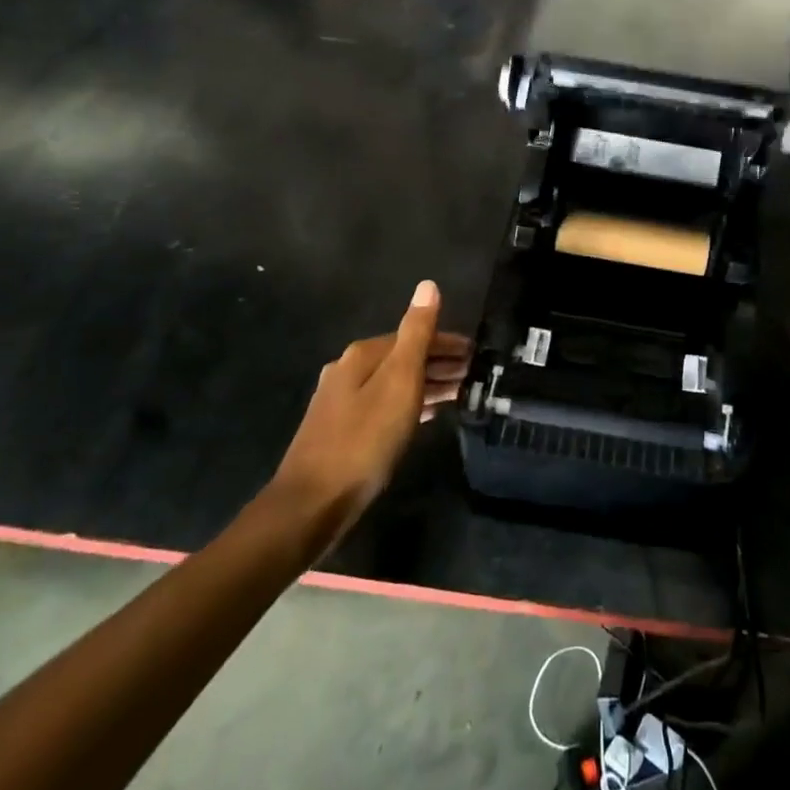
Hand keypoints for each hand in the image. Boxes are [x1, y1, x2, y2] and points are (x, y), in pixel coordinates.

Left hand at [266, 281, 469, 541]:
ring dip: (427, 384)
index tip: (477, 354)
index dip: (448, 343)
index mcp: (362, 354)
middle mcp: (349, 370)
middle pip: (403, 357)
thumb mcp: (399, 381)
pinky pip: (386, 405)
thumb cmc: (364, 439)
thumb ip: (417, 333)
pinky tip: (428, 416)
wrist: (312, 504)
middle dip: (439, 363)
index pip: (415, 336)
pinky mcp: (342, 430)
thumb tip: (428, 285)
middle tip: (474, 375)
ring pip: (395, 383)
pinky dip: (411, 404)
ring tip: (460, 393)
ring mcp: (342, 402)